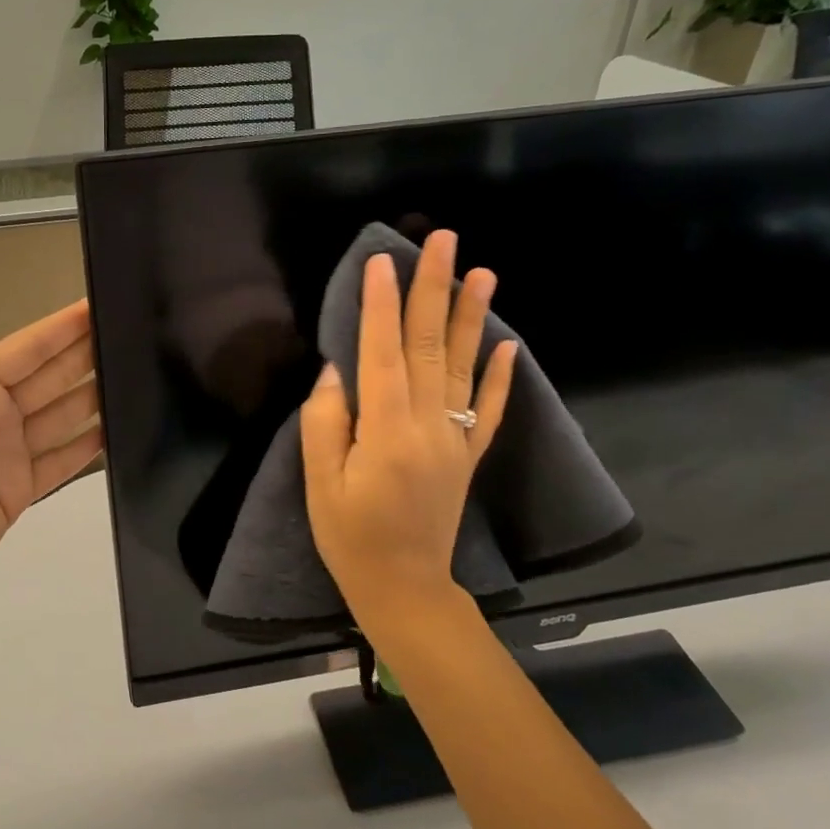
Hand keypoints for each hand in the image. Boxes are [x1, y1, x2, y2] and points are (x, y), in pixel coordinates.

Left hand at [0, 300, 102, 616]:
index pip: (25, 351)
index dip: (59, 329)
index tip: (94, 307)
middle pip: (52, 376)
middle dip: (87, 353)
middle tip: (129, 332)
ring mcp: (13, 451)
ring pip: (65, 413)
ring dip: (96, 393)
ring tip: (135, 374)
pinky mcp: (24, 486)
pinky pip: (65, 457)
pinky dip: (90, 443)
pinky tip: (117, 427)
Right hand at [299, 231, 516, 640]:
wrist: (403, 587)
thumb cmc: (349, 536)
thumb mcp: (319, 483)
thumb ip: (326, 422)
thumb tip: (337, 371)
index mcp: (387, 431)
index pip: (383, 353)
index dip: (380, 305)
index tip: (382, 260)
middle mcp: (428, 426)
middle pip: (430, 346)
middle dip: (434, 290)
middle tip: (444, 241)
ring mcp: (455, 440)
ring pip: (465, 368)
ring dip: (473, 317)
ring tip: (483, 272)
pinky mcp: (467, 456)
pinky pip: (490, 411)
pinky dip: (502, 378)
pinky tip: (510, 345)